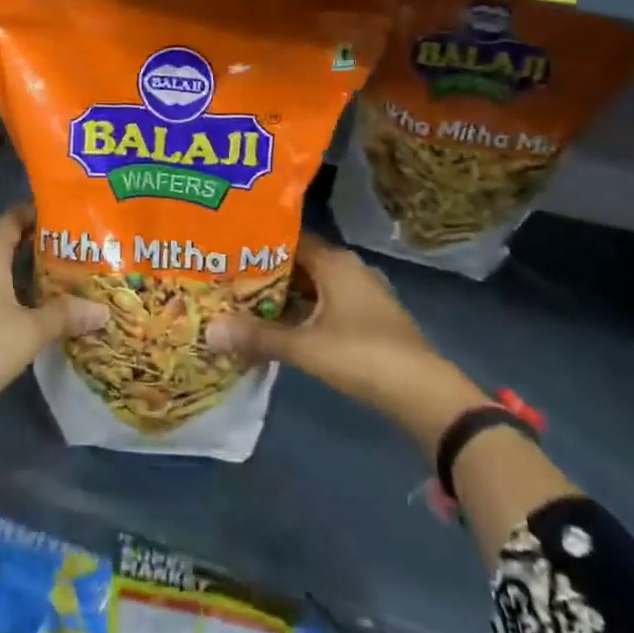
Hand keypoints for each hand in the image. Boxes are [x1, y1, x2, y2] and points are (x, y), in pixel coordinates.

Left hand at [0, 204, 107, 407]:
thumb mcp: (31, 329)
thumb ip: (66, 315)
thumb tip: (103, 309)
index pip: (14, 219)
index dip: (38, 212)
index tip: (69, 213)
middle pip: (11, 244)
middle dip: (43, 245)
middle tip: (80, 248)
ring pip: (5, 271)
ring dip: (32, 273)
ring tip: (70, 276)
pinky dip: (21, 294)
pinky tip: (44, 307)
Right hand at [205, 234, 487, 449]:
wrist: (425, 394)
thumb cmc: (363, 356)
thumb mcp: (304, 347)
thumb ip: (257, 336)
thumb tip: (208, 330)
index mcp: (335, 261)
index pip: (289, 238)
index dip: (257, 242)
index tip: (226, 248)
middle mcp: (348, 268)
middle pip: (298, 262)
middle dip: (265, 271)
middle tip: (226, 276)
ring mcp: (361, 294)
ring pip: (312, 285)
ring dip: (283, 294)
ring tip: (243, 300)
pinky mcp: (367, 318)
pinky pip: (325, 303)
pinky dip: (302, 310)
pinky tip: (278, 325)